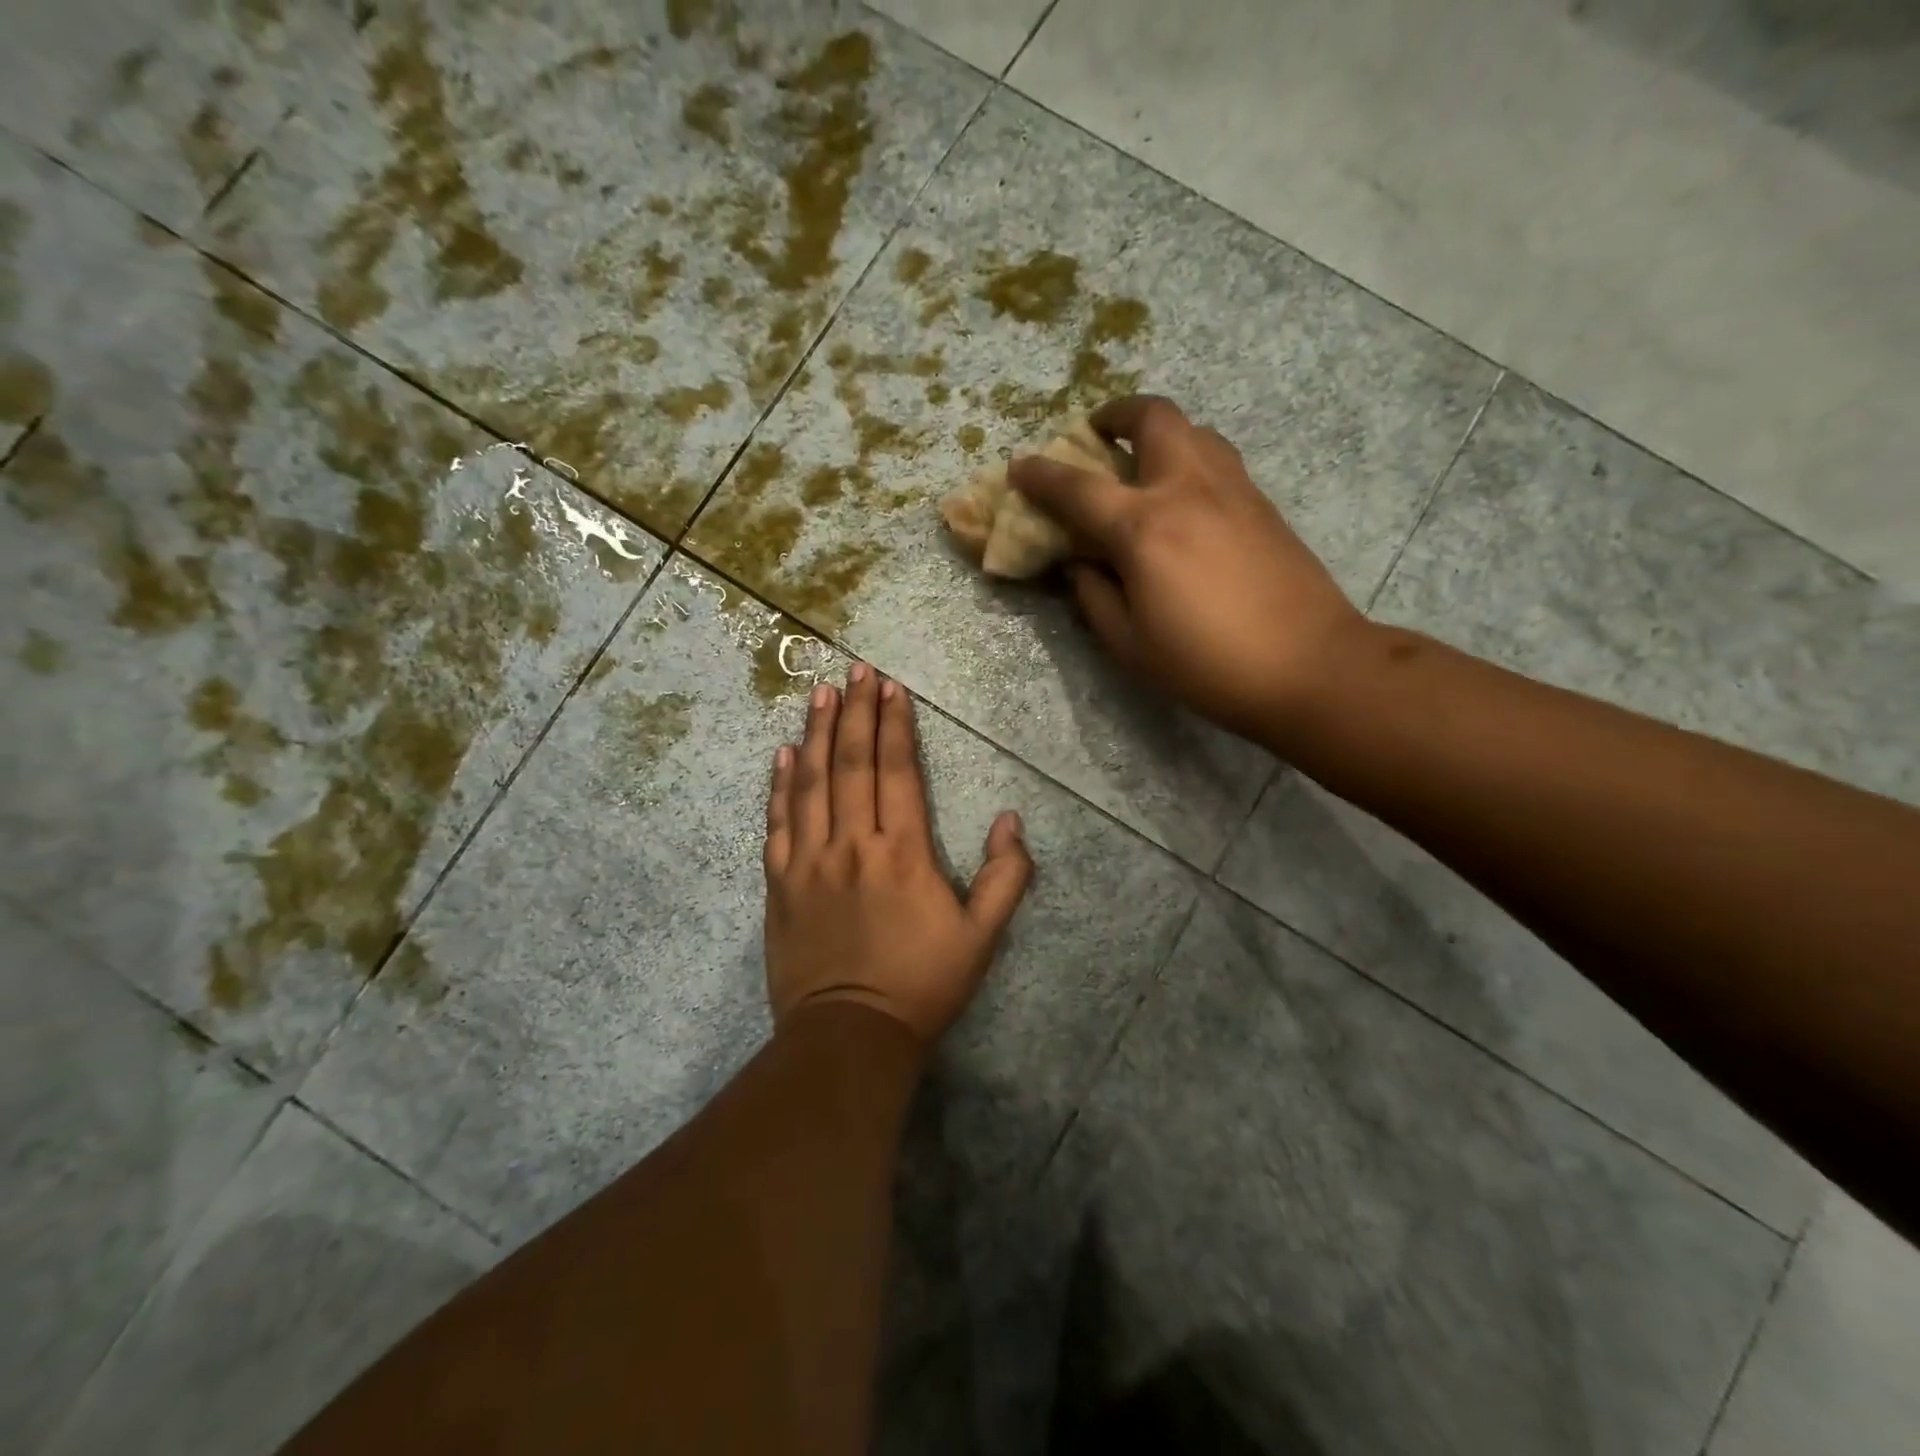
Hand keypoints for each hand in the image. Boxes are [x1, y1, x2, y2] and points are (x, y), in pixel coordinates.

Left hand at [763, 664, 1033, 1043]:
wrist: (850, 1036)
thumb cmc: (922, 984)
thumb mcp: (982, 938)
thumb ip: (1006, 877)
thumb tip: (1011, 821)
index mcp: (903, 852)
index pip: (896, 771)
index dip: (894, 725)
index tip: (890, 688)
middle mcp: (852, 844)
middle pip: (851, 764)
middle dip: (855, 713)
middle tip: (855, 671)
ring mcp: (809, 862)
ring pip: (810, 783)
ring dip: (815, 734)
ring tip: (819, 694)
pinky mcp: (779, 884)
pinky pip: (777, 823)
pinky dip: (779, 785)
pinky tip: (782, 754)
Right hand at [1011, 395, 1369, 743]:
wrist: (1308, 666)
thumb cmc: (1207, 664)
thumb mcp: (1130, 644)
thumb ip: (1094, 595)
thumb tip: (1080, 562)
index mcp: (1144, 528)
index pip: (1078, 487)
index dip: (1041, 475)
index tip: (1019, 467)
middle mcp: (1187, 489)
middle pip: (1151, 417)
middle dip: (1115, 414)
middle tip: (1097, 434)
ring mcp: (1232, 489)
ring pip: (1193, 428)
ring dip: (1157, 432)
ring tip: (1141, 463)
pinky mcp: (1262, 503)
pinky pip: (1217, 457)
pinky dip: (1189, 457)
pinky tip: (1183, 497)